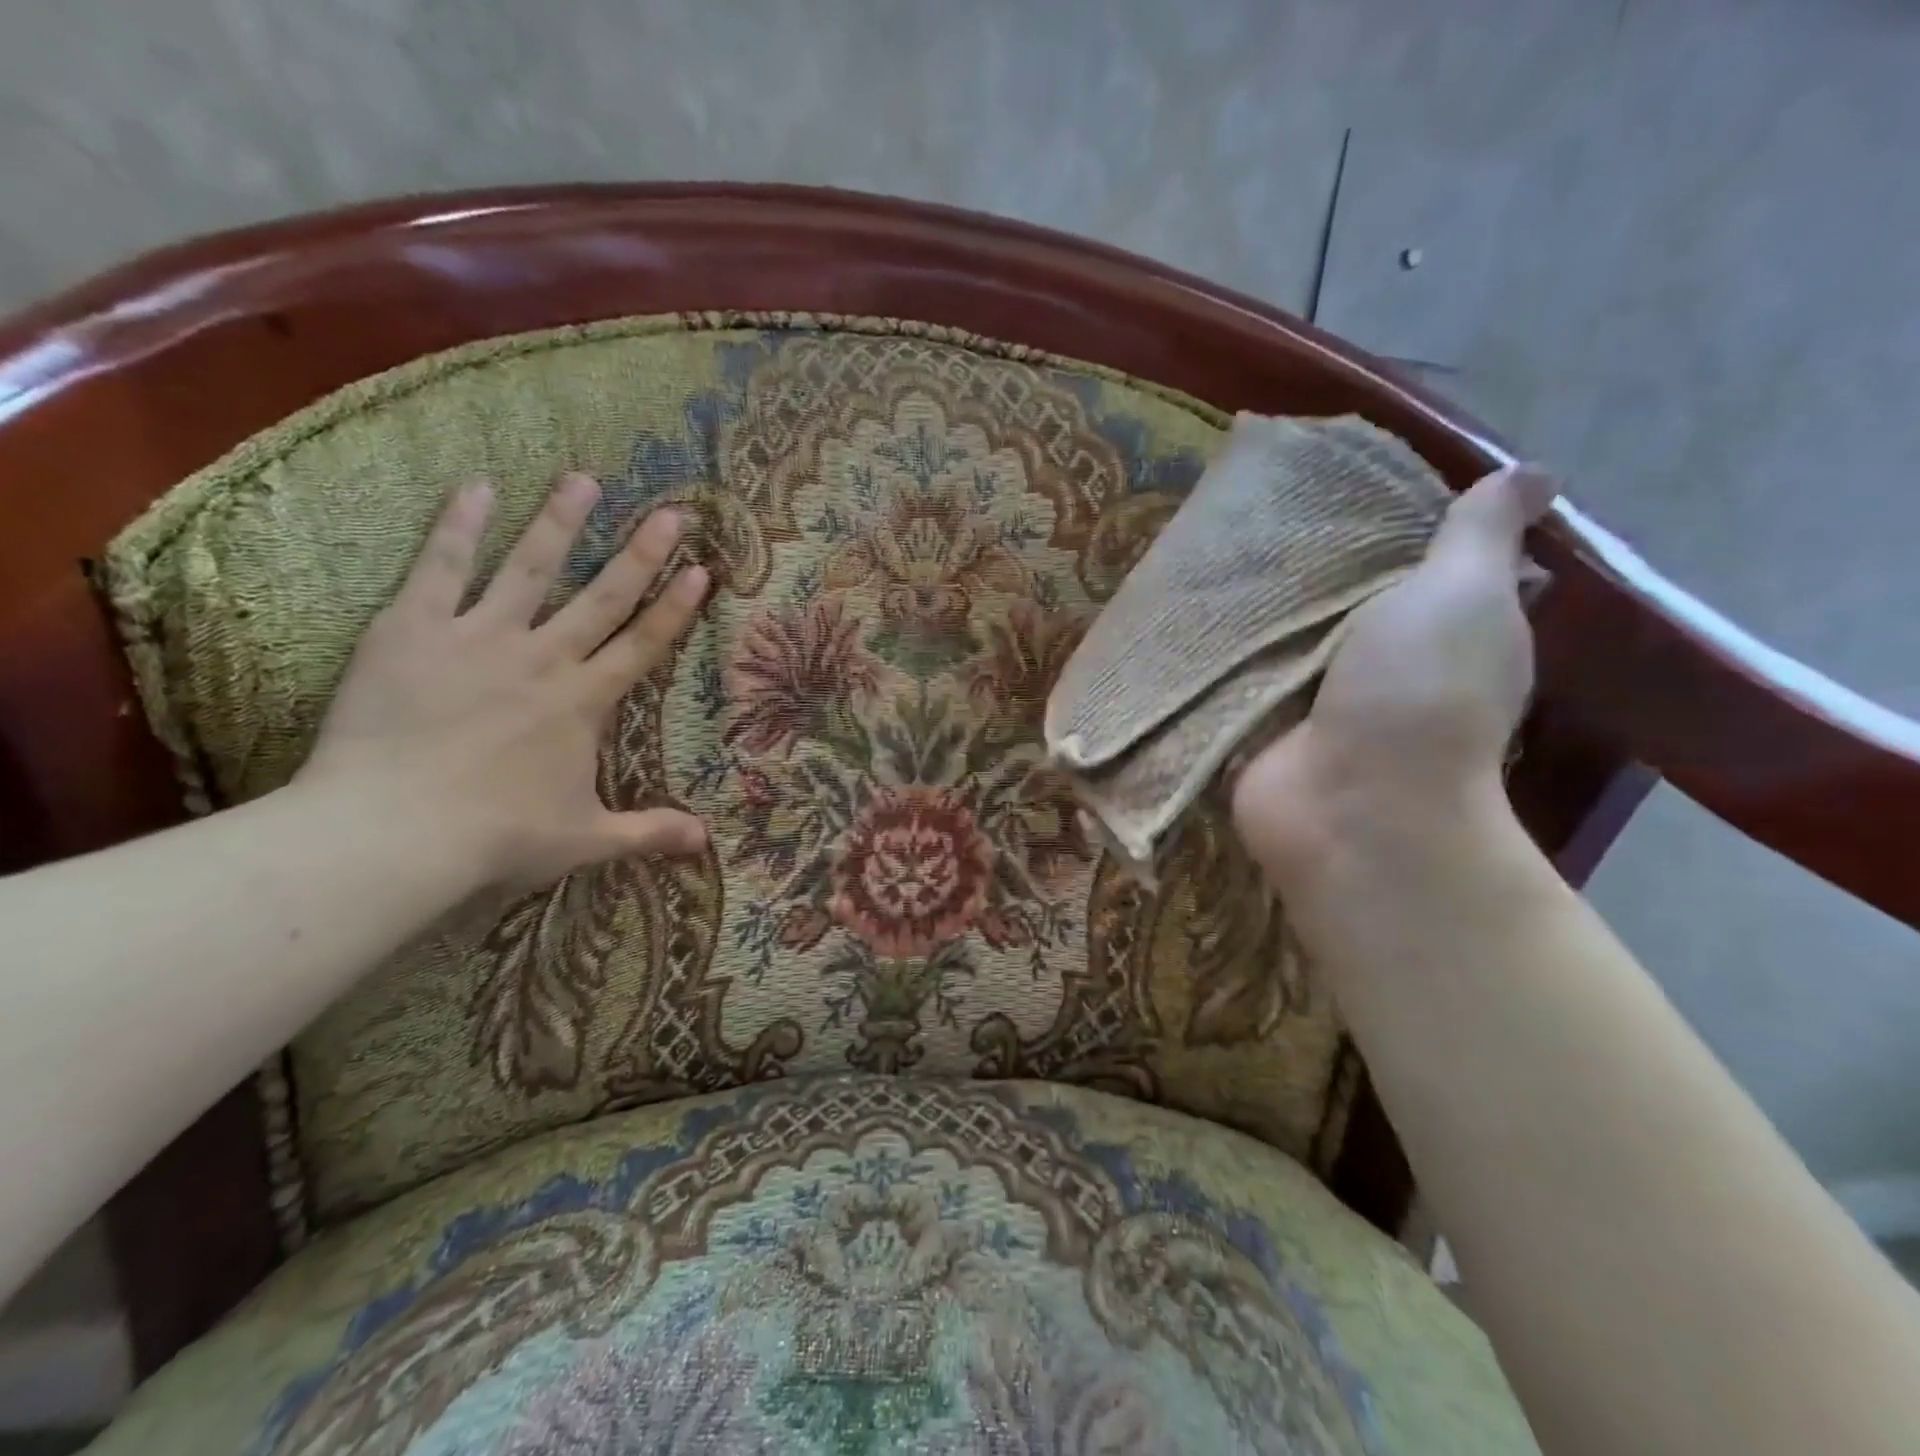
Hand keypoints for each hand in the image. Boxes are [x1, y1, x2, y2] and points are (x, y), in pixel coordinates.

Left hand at [295, 472, 708, 888]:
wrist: (391, 834)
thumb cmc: (496, 836)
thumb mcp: (586, 840)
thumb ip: (649, 832)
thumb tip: (707, 842)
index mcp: (583, 702)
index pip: (643, 645)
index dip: (675, 608)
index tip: (702, 571)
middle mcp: (543, 658)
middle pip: (602, 596)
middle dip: (641, 554)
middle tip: (672, 513)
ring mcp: (480, 638)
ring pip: (530, 568)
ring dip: (561, 523)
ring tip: (585, 479)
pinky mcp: (415, 630)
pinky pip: (441, 569)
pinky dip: (458, 527)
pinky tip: (477, 487)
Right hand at [1231, 464, 1554, 887]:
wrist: (1351, 806)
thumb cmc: (1419, 693)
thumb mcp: (1463, 594)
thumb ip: (1481, 535)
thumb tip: (1534, 471)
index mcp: (1441, 631)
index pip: (1412, 566)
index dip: (1384, 527)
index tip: (1341, 487)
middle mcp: (1379, 666)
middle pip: (1336, 601)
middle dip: (1304, 564)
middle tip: (1258, 509)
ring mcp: (1314, 701)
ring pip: (1281, 638)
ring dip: (1254, 609)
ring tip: (1211, 544)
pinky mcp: (1259, 724)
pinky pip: (1235, 676)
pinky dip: (1216, 652)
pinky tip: (1184, 609)